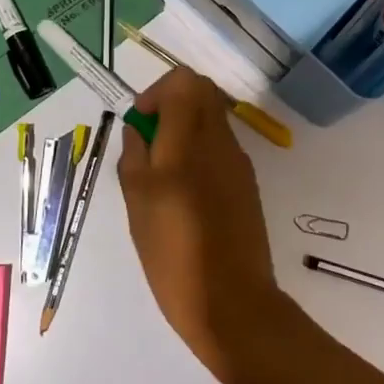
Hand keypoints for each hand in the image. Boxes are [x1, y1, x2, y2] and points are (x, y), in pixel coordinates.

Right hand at [116, 67, 290, 382]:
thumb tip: (138, 128)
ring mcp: (239, 162)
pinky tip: (185, 194)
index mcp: (190, 140)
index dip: (159, 91)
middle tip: (150, 141)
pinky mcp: (248, 183)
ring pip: (213, 120)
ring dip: (187, 129)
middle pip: (203, 93)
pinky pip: (222, 148)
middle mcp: (220, 141)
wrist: (231, 302)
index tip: (142, 122)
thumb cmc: (174, 253)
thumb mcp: (138, 204)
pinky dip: (201, 152)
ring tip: (163, 174)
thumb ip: (135, 156)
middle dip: (173, 104)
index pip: (185, 81)